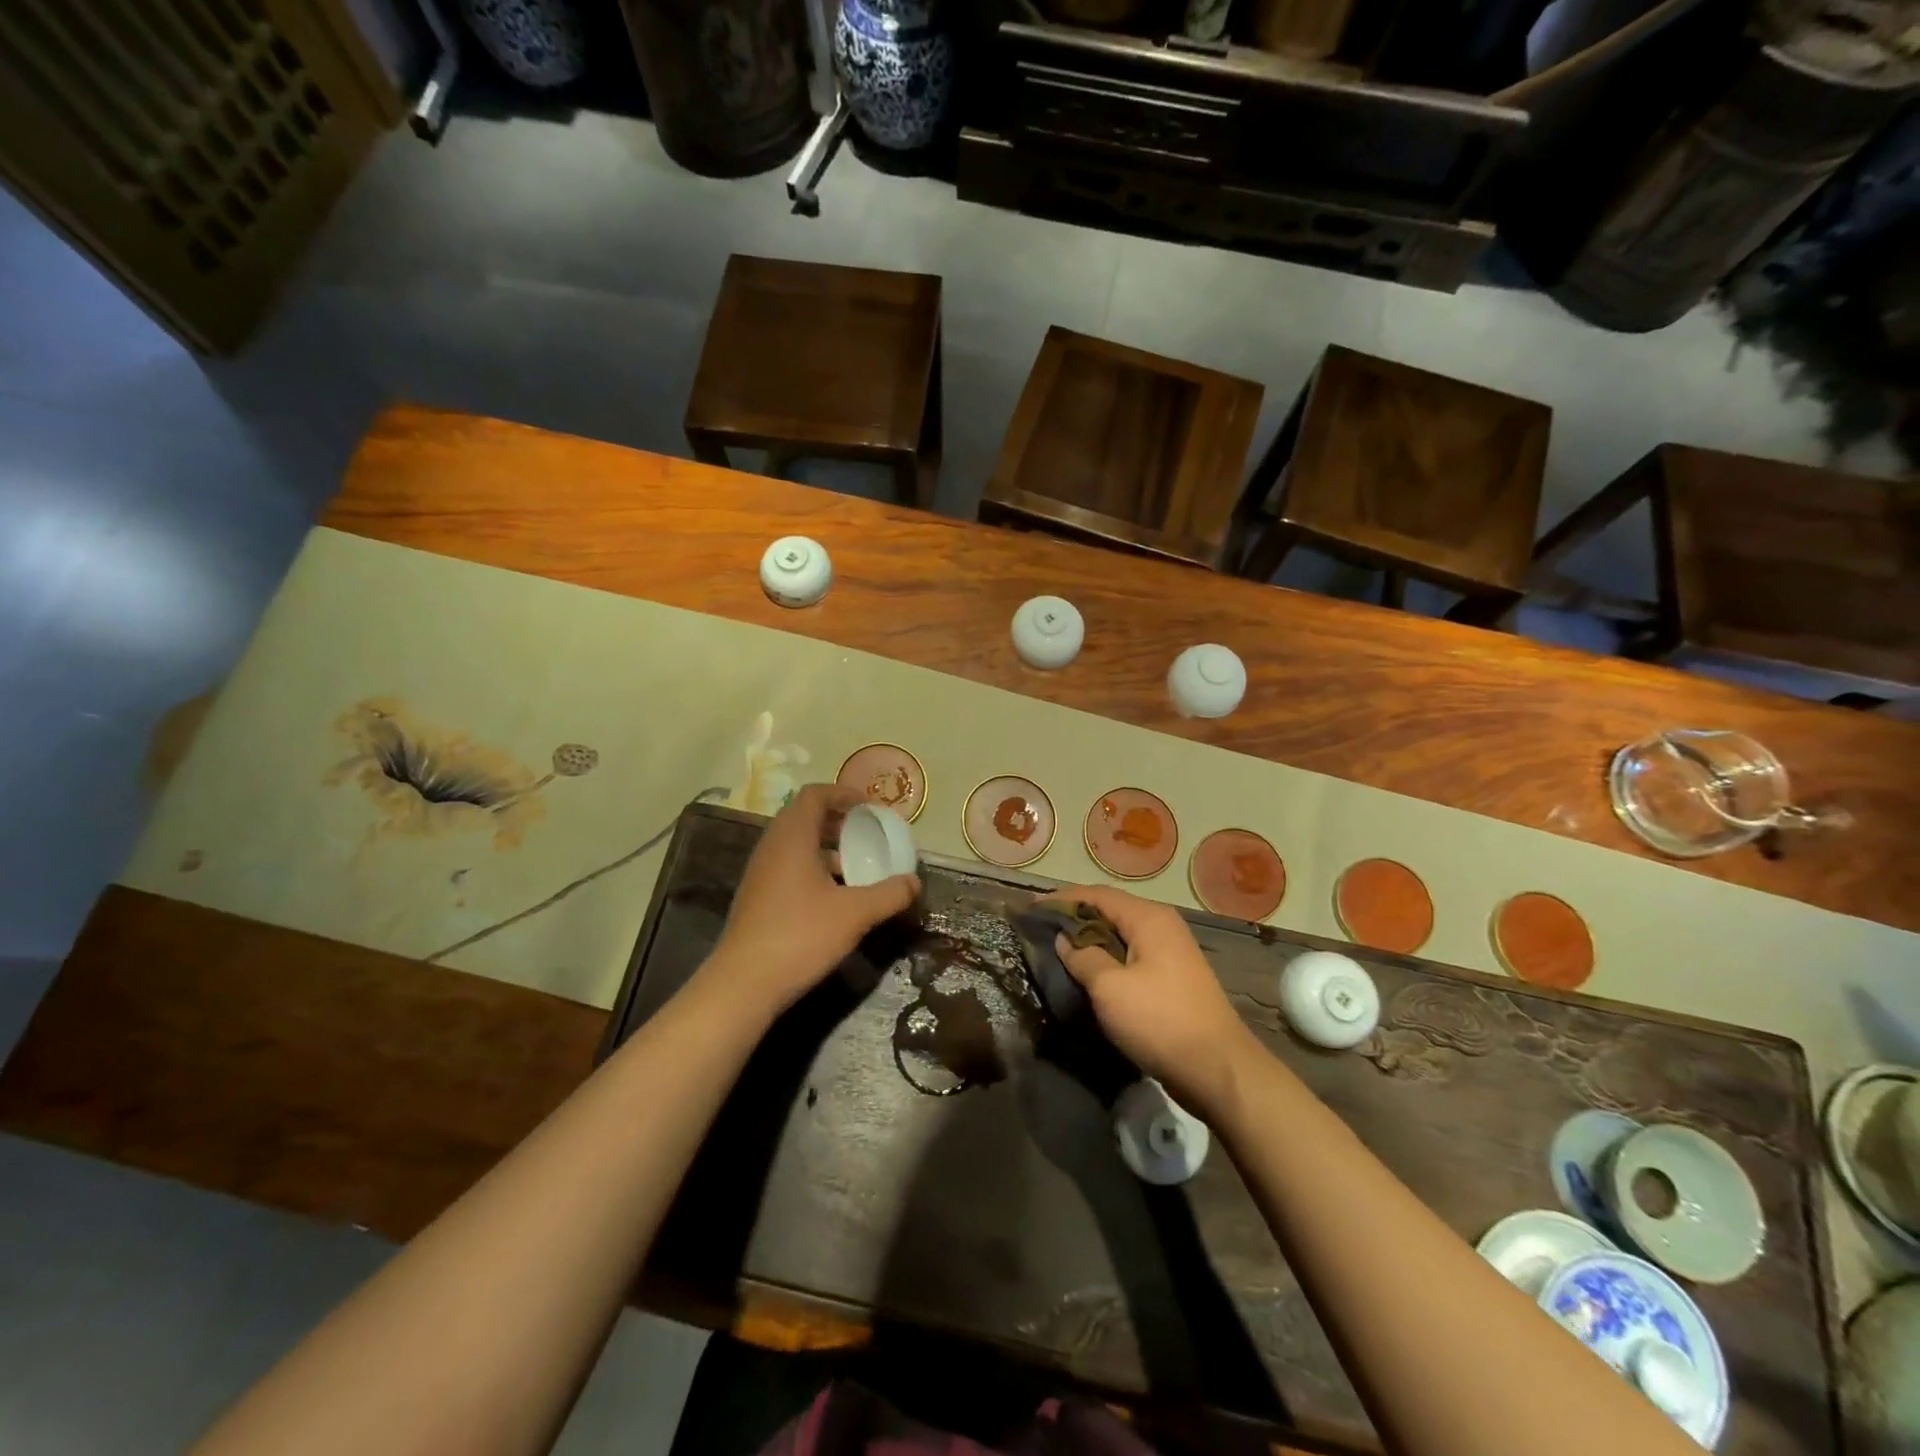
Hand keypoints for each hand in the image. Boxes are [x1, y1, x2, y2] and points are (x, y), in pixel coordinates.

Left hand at [707, 785, 919, 1015]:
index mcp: (792, 837)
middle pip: (805, 816)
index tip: (871, 808)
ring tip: (857, 867)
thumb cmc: (800, 936)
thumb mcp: (854, 914)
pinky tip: (835, 897)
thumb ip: (889, 894)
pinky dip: (814, 869)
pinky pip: (789, 867)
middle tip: (868, 834)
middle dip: (839, 821)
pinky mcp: (757, 897)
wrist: (743, 984)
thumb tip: (914, 882)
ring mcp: (760, 873)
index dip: (844, 794)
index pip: (815, 794)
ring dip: (827, 847)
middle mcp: (772, 847)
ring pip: (797, 844)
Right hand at [1045, 884, 1264, 1119]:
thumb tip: (1065, 940)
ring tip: (1058, 949)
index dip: (1062, 899)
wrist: (1219, 1069)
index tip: (1031, 908)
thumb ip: (1083, 957)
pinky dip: (1107, 957)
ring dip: (1090, 939)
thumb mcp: (1110, 988)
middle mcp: (1162, 925)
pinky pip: (1131, 955)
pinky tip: (1088, 972)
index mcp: (1148, 918)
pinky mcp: (1173, 977)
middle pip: (1110, 910)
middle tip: (1040, 929)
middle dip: (1074, 916)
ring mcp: (1170, 952)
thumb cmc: (1160, 1021)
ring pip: (1120, 934)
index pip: (1096, 894)